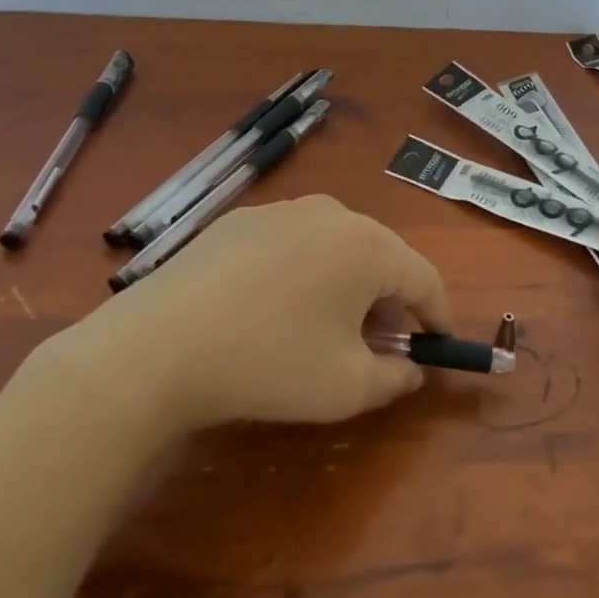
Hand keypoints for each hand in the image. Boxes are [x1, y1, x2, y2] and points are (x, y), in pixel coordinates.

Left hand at [67, 195, 452, 431]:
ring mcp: (281, 210)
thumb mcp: (346, 388)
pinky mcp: (240, 220)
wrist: (159, 344)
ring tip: (328, 325)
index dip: (438, 315)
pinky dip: (304, 271)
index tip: (440, 345)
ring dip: (346, 283)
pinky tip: (275, 307)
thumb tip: (410, 368)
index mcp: (368, 245)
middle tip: (383, 342)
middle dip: (391, 299)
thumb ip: (395, 378)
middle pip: (381, 255)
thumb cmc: (269, 363)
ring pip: (335, 245)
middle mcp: (331, 213)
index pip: (424, 278)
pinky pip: (293, 243)